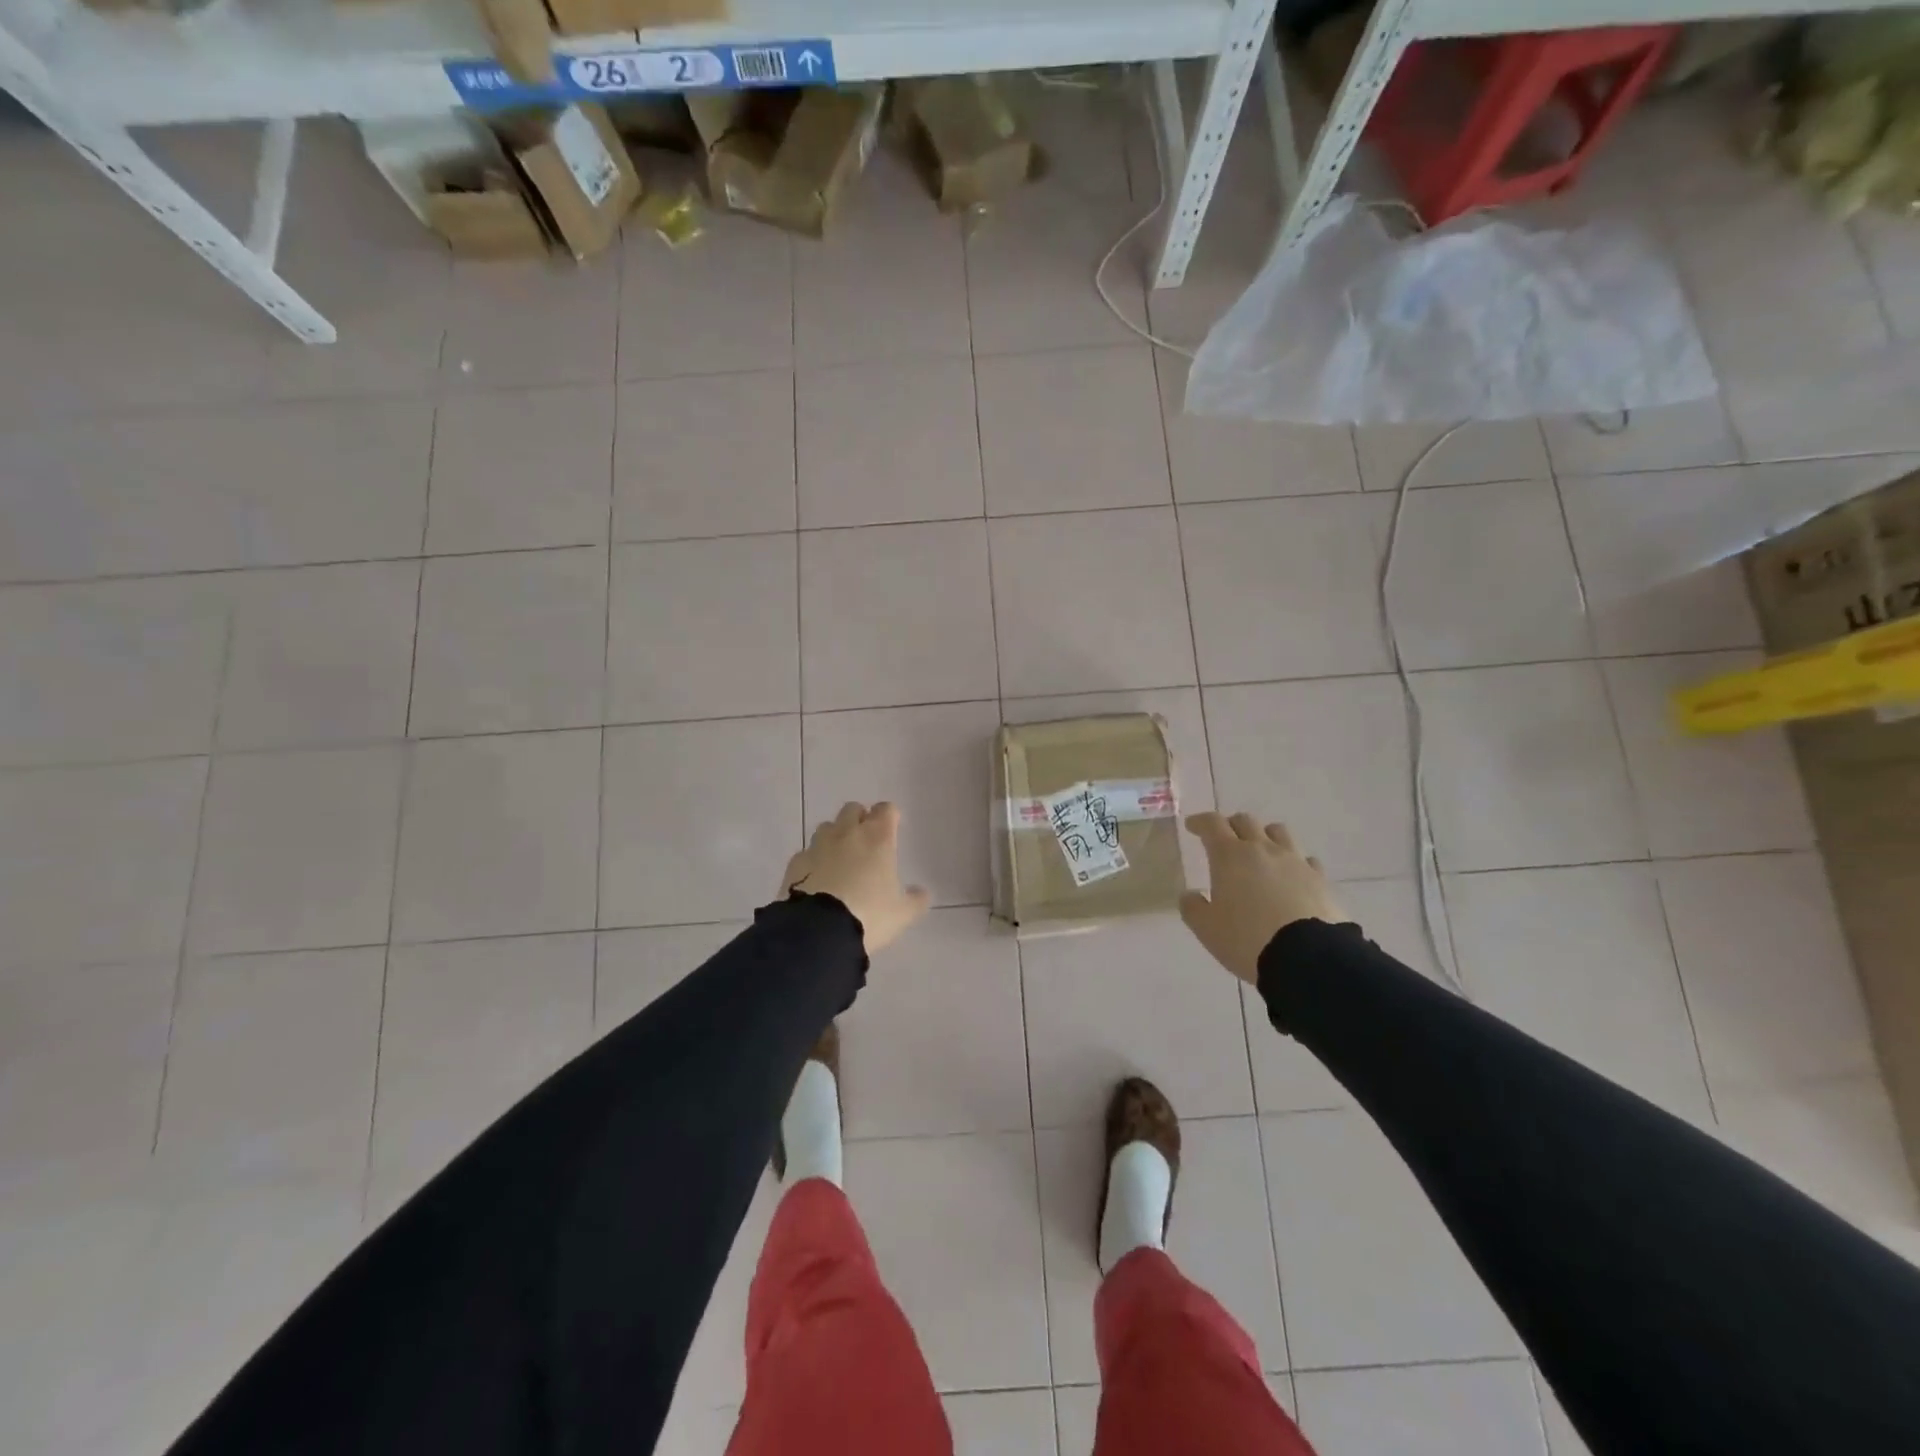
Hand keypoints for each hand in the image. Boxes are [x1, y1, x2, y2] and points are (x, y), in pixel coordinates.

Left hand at [781, 801, 930, 953]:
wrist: (819, 932)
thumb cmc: (869, 916)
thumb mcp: (902, 914)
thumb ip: (915, 900)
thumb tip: (921, 893)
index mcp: (878, 838)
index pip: (885, 810)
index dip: (890, 816)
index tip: (892, 827)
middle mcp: (847, 834)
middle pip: (853, 809)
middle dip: (860, 819)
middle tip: (866, 841)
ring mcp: (818, 846)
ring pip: (827, 827)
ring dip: (836, 836)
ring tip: (840, 859)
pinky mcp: (795, 863)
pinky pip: (807, 852)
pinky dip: (814, 859)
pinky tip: (818, 878)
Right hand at [1179, 812, 1349, 984]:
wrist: (1307, 957)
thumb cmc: (1247, 938)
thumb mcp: (1206, 928)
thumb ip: (1193, 907)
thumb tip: (1191, 895)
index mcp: (1230, 856)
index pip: (1212, 824)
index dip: (1200, 822)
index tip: (1193, 826)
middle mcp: (1263, 849)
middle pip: (1246, 822)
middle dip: (1231, 826)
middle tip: (1223, 839)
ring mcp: (1295, 861)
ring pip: (1278, 832)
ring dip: (1264, 835)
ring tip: (1259, 851)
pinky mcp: (1320, 879)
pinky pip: (1305, 859)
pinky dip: (1293, 862)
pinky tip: (1291, 875)